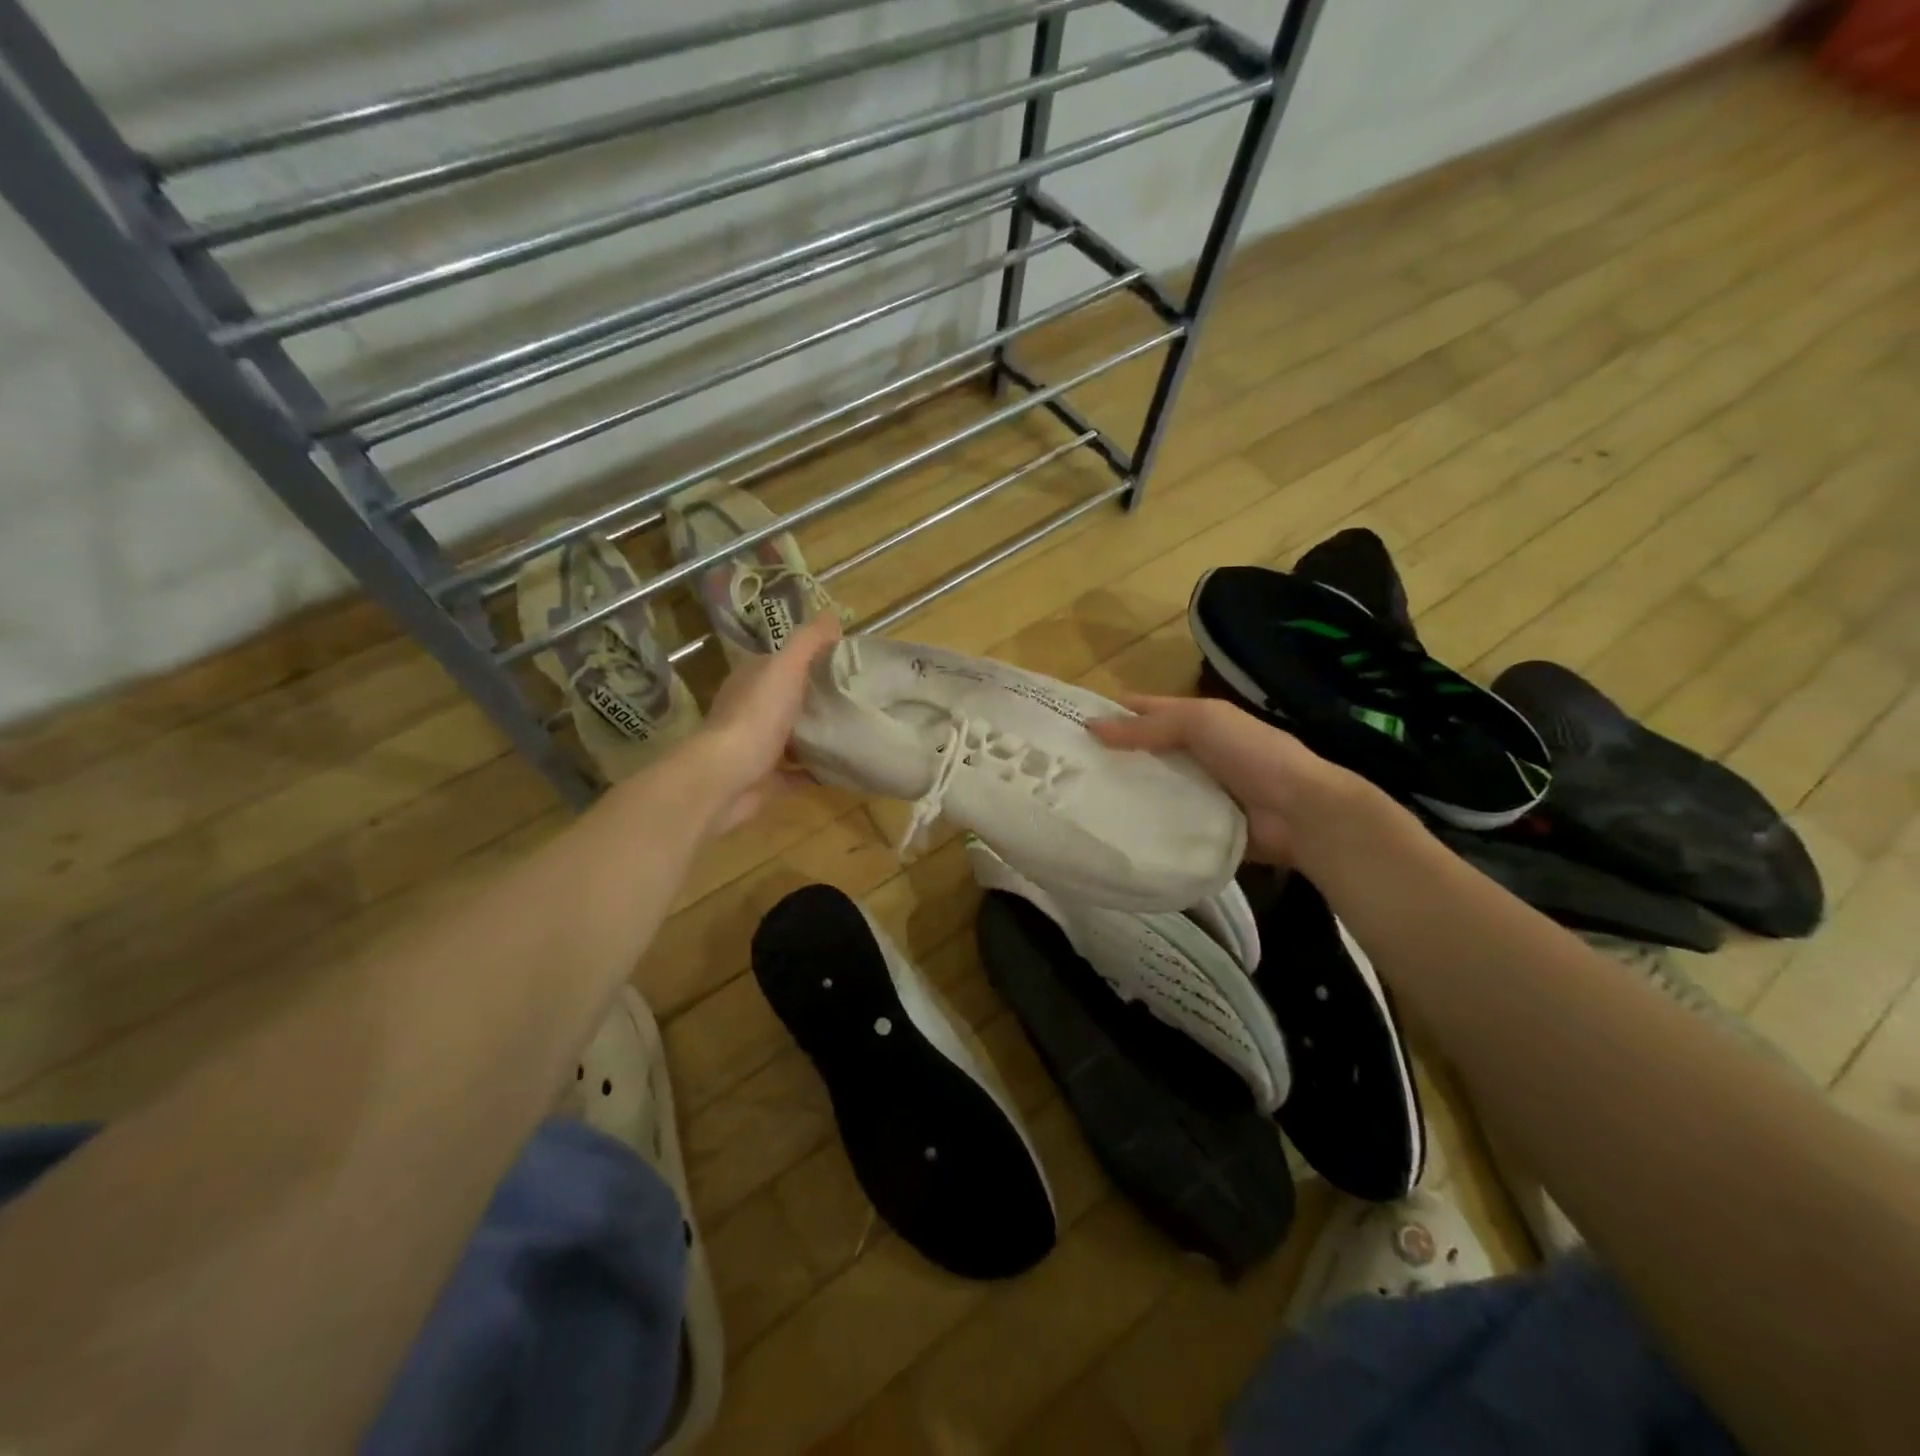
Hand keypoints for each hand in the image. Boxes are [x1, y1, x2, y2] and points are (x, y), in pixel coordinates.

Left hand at [685, 613, 840, 834]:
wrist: (726, 778)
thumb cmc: (756, 716)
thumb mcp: (785, 667)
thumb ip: (808, 641)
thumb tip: (832, 615)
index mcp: (753, 679)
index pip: (784, 662)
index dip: (814, 659)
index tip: (851, 664)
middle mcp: (752, 710)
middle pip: (791, 699)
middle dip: (821, 699)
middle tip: (861, 698)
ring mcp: (757, 746)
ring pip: (794, 737)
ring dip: (820, 736)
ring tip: (857, 731)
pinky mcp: (766, 779)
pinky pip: (798, 773)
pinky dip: (818, 770)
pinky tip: (844, 767)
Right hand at [1088, 694, 1368, 865]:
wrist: (1301, 813)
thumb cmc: (1253, 754)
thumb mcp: (1201, 723)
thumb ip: (1149, 725)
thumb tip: (1091, 727)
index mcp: (1193, 720)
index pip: (1140, 710)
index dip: (1106, 712)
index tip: (1063, 724)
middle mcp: (1189, 753)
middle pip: (1138, 751)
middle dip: (1104, 756)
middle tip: (1058, 771)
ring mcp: (1193, 791)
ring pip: (1145, 787)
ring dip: (1118, 792)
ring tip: (1072, 802)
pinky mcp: (1196, 826)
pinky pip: (1159, 821)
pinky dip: (1138, 823)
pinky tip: (1107, 829)